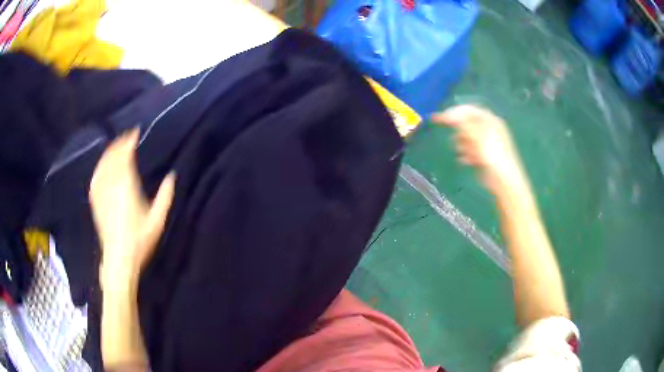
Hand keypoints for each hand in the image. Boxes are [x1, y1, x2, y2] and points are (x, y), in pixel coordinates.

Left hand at [89, 129, 175, 290]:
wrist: (119, 259)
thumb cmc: (140, 241)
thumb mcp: (157, 221)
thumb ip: (165, 197)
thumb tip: (172, 176)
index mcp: (127, 188)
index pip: (125, 156)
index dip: (129, 142)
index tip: (135, 132)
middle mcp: (111, 186)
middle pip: (113, 157)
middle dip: (120, 144)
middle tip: (127, 136)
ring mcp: (102, 194)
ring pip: (103, 166)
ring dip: (109, 153)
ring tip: (115, 146)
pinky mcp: (96, 202)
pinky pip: (95, 179)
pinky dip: (99, 168)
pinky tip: (101, 165)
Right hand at [432, 105, 526, 194]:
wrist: (503, 179)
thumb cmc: (492, 154)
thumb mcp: (476, 135)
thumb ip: (461, 123)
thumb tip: (448, 114)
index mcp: (490, 120)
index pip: (469, 110)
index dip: (454, 112)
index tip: (441, 119)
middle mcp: (489, 129)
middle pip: (467, 124)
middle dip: (460, 132)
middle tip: (456, 140)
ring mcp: (487, 143)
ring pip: (467, 139)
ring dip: (463, 145)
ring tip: (464, 153)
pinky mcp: (484, 156)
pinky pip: (470, 151)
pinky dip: (467, 154)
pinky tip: (466, 161)